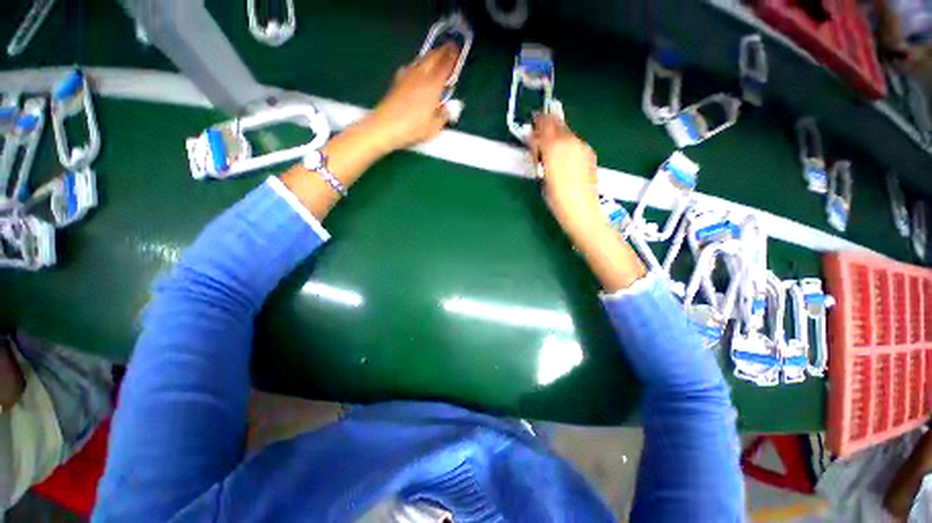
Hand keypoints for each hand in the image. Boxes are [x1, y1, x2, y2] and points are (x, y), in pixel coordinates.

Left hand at [363, 43, 458, 152]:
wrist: (385, 126)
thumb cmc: (412, 128)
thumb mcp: (433, 128)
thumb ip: (443, 116)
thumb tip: (447, 109)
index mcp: (433, 86)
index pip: (445, 65)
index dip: (452, 57)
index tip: (457, 51)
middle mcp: (420, 76)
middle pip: (432, 57)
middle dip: (442, 51)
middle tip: (449, 49)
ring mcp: (407, 76)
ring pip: (421, 60)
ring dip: (430, 56)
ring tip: (436, 57)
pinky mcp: (398, 81)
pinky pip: (411, 67)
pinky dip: (418, 65)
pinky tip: (417, 70)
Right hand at [530, 114, 602, 239]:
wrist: (581, 210)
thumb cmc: (556, 198)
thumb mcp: (542, 176)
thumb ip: (539, 154)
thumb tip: (535, 142)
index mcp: (554, 147)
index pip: (545, 124)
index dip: (537, 122)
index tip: (532, 126)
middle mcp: (570, 141)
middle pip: (558, 124)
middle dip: (548, 127)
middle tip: (540, 138)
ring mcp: (583, 147)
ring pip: (567, 133)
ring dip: (558, 136)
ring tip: (551, 152)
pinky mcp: (590, 154)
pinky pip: (575, 142)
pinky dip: (567, 145)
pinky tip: (564, 159)